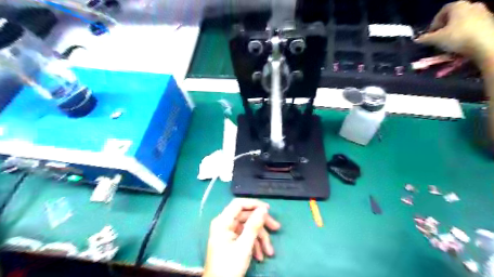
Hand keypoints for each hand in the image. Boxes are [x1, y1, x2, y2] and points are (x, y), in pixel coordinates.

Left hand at [203, 199, 278, 276]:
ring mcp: (229, 233)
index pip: (239, 204)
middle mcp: (225, 224)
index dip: (254, 204)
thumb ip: (254, 226)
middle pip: (246, 217)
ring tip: (269, 252)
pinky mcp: (232, 242)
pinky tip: (260, 256)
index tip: (268, 209)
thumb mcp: (244, 246)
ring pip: (248, 228)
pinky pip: (246, 237)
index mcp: (223, 222)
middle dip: (262, 224)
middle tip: (277, 228)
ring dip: (260, 238)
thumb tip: (263, 209)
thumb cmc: (229, 266)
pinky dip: (255, 245)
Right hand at [414, 0, 493, 65]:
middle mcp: (472, 5)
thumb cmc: (458, 37)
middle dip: (445, 27)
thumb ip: (425, 39)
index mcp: (459, 5)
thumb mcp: (436, 39)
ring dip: (455, 31)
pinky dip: (465, 34)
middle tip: (438, 39)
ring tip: (449, 44)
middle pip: (454, 16)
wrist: (487, 44)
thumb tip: (417, 39)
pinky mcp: (490, 23)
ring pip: (463, 22)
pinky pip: (473, 27)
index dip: (434, 23)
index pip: (442, 11)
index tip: (430, 34)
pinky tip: (462, 44)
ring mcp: (484, 13)